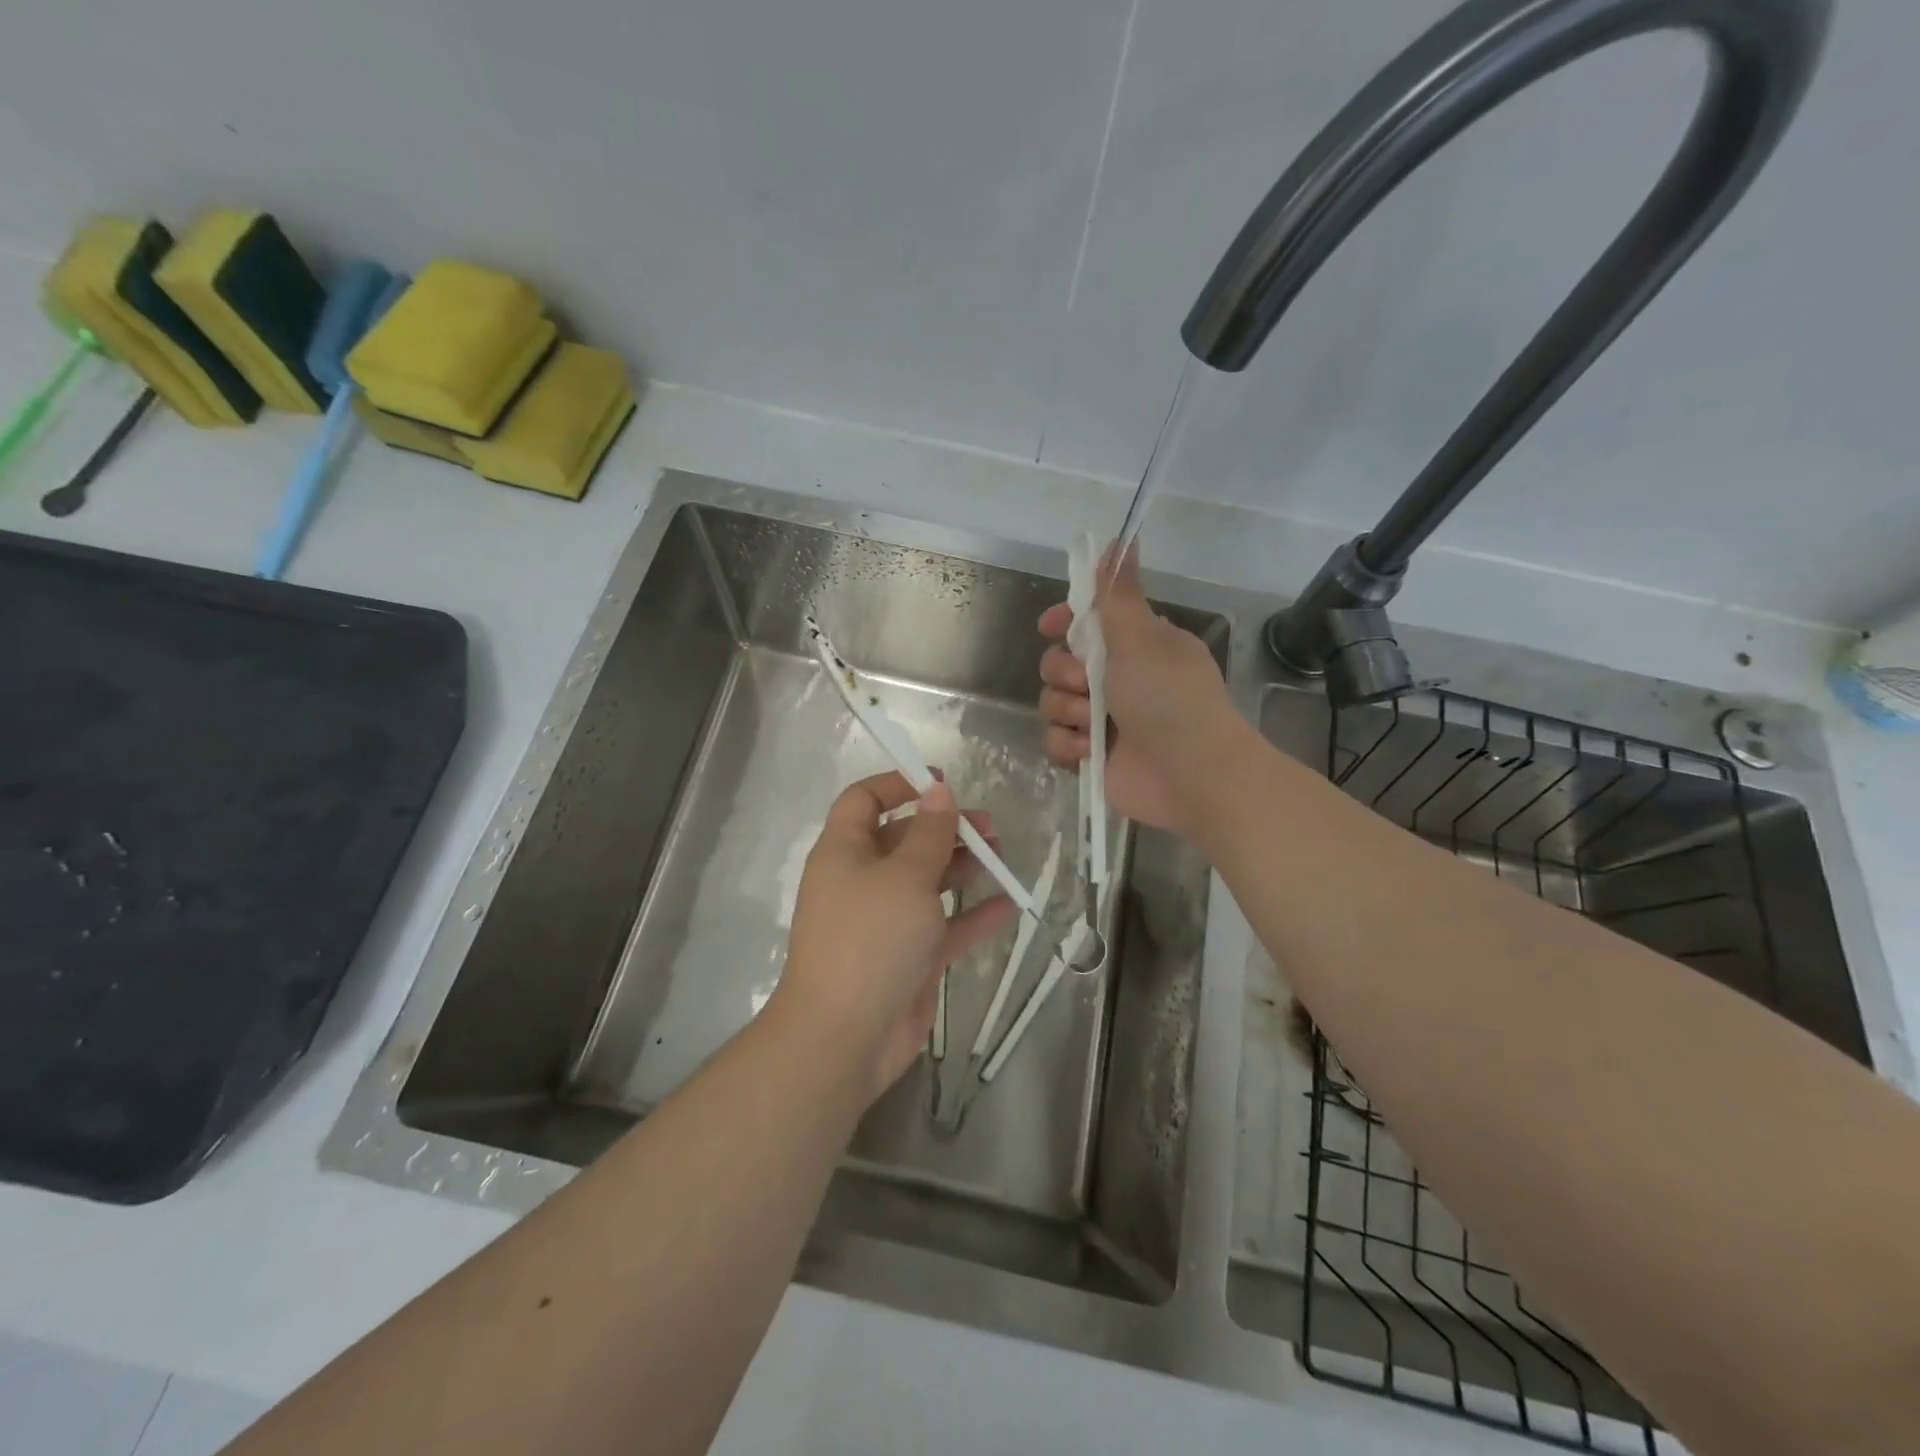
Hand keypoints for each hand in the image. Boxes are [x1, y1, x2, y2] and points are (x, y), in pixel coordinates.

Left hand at [776, 772, 1016, 1105]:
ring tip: (1002, 854)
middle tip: (988, 825)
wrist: (844, 1037)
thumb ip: (929, 833)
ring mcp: (887, 922)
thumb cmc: (870, 939)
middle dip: (945, 827)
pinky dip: (974, 916)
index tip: (941, 783)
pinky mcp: (909, 958)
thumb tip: (937, 791)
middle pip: (905, 839)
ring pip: (928, 882)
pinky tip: (1009, 905)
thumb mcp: (904, 876)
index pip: (864, 801)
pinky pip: (945, 927)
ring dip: (963, 866)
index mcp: (845, 852)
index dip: (899, 785)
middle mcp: (863, 881)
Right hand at [1038, 546, 1234, 834]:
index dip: (1064, 623)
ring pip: (1052, 703)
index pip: (1087, 623)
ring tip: (1095, 727)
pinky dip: (1068, 746)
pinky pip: (1055, 741)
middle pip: (1059, 663)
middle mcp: (1118, 680)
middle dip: (1066, 674)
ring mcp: (1103, 720)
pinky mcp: (1092, 756)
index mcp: (1136, 646)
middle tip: (1090, 685)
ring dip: (1069, 712)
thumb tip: (1120, 538)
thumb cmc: (1170, 698)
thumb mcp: (1142, 637)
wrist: (1193, 774)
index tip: (1050, 626)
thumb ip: (1119, 593)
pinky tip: (1088, 752)